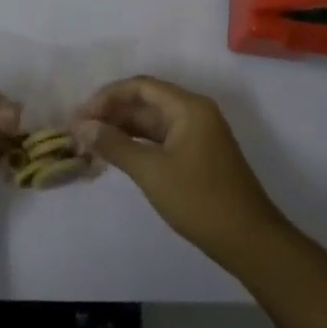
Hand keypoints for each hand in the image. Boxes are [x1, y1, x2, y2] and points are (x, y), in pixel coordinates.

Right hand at [74, 76, 286, 266]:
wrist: (248, 240)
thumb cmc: (200, 200)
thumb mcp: (151, 171)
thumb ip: (114, 144)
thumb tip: (81, 126)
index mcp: (188, 107)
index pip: (140, 87)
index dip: (107, 97)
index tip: (80, 117)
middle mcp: (194, 112)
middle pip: (145, 101)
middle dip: (111, 113)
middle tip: (78, 132)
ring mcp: (197, 134)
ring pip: (151, 121)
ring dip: (121, 129)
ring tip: (89, 143)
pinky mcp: (196, 155)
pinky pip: (160, 138)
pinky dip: (136, 143)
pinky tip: (114, 154)